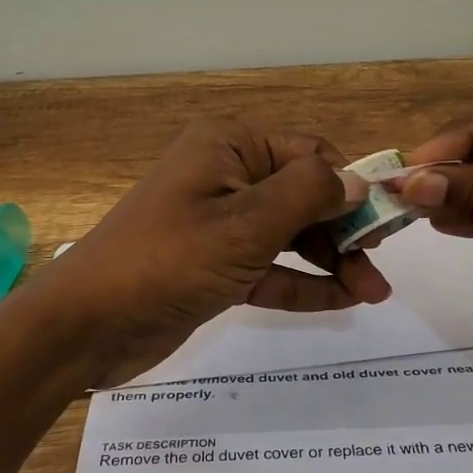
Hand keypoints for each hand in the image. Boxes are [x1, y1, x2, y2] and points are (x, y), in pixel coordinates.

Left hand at [34, 119, 391, 386]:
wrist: (86, 325)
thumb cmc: (167, 260)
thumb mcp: (245, 224)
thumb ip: (307, 195)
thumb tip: (357, 180)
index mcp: (230, 147)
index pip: (310, 153)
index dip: (350, 186)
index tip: (386, 226)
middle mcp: (226, 176)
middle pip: (303, 195)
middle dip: (343, 230)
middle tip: (380, 271)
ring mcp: (219, 223)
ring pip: (289, 235)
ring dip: (330, 260)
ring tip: (374, 294)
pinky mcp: (213, 265)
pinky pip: (268, 267)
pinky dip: (301, 283)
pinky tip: (341, 302)